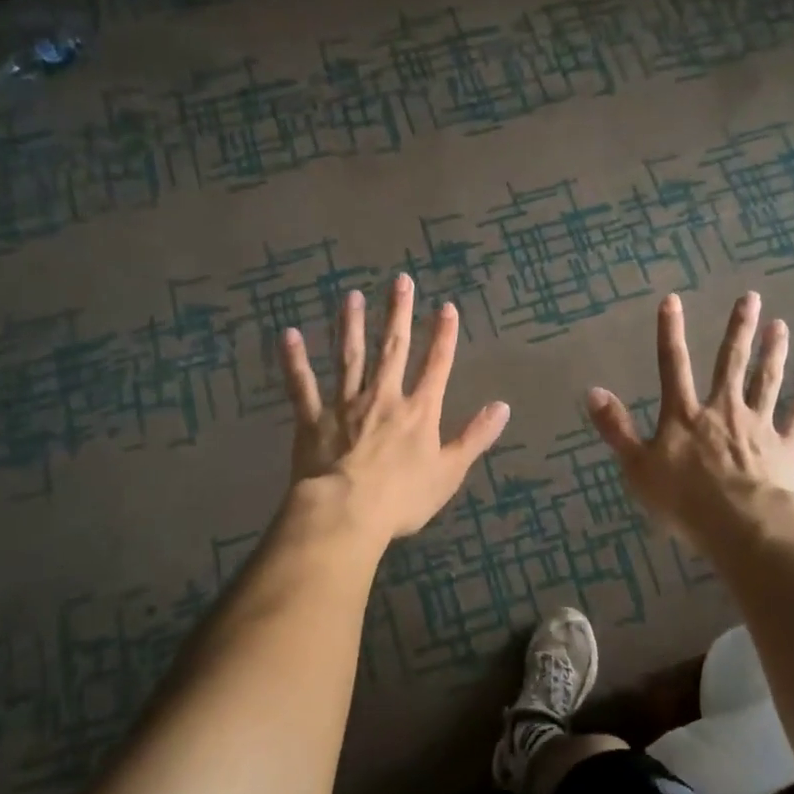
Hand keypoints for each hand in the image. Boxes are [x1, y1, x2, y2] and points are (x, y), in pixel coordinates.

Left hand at [279, 274, 510, 540]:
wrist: (345, 512)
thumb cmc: (402, 498)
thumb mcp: (449, 472)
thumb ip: (475, 437)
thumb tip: (503, 407)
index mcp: (419, 412)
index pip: (436, 366)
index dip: (443, 336)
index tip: (445, 307)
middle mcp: (383, 397)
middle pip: (393, 349)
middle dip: (398, 314)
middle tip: (400, 281)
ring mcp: (345, 405)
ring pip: (350, 358)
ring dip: (352, 326)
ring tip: (352, 296)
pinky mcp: (312, 419)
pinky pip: (302, 385)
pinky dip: (295, 360)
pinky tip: (289, 334)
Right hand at [587, 292, 793, 548]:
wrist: (742, 525)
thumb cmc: (684, 500)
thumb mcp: (637, 467)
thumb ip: (617, 429)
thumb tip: (593, 391)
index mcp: (685, 415)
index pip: (673, 365)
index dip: (670, 332)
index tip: (673, 299)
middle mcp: (722, 409)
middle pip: (731, 363)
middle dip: (739, 329)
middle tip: (750, 298)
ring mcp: (757, 425)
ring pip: (766, 381)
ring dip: (773, 352)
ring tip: (780, 326)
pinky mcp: (785, 446)